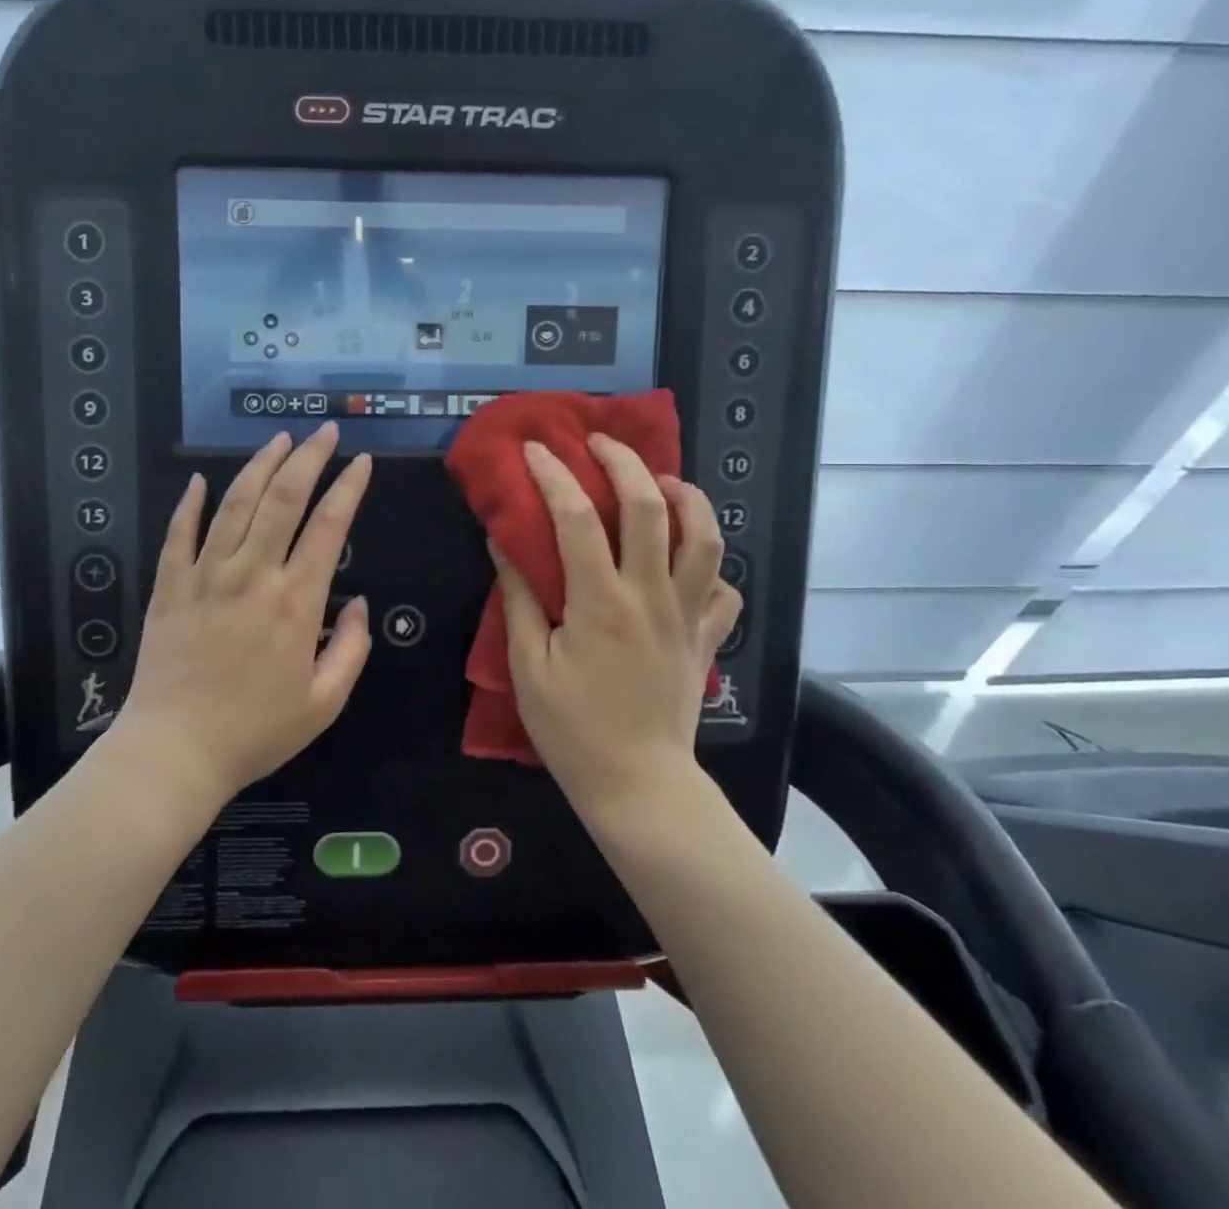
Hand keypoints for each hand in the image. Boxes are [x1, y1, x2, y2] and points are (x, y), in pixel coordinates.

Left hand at [115, 422, 372, 805]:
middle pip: (282, 499)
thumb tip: (359, 604)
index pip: (328, 527)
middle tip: (325, 432)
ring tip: (278, 440)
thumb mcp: (324, 704)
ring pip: (234, 505)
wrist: (175, 752)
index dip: (349, 487)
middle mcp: (252, 575)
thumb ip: (351, 650)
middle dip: (308, 458)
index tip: (362, 462)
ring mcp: (206, 576)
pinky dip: (188, 504)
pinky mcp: (169, 588)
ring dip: (258, 466)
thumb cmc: (255, 732)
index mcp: (295, 602)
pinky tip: (198, 480)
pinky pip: (178, 534)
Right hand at [489, 435, 740, 816]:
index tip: (536, 449)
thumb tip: (504, 543)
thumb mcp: (529, 667)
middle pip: (651, 508)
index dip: (555, 476)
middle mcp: (651, 595)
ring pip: (705, 538)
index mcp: (601, 602)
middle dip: (626, 462)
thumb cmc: (573, 730)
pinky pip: (725, 590)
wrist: (640, 786)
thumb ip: (520, 599)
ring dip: (687, 497)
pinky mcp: (706, 639)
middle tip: (601, 443)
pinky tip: (691, 559)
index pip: (578, 519)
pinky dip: (712, 565)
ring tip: (663, 481)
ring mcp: (688, 615)